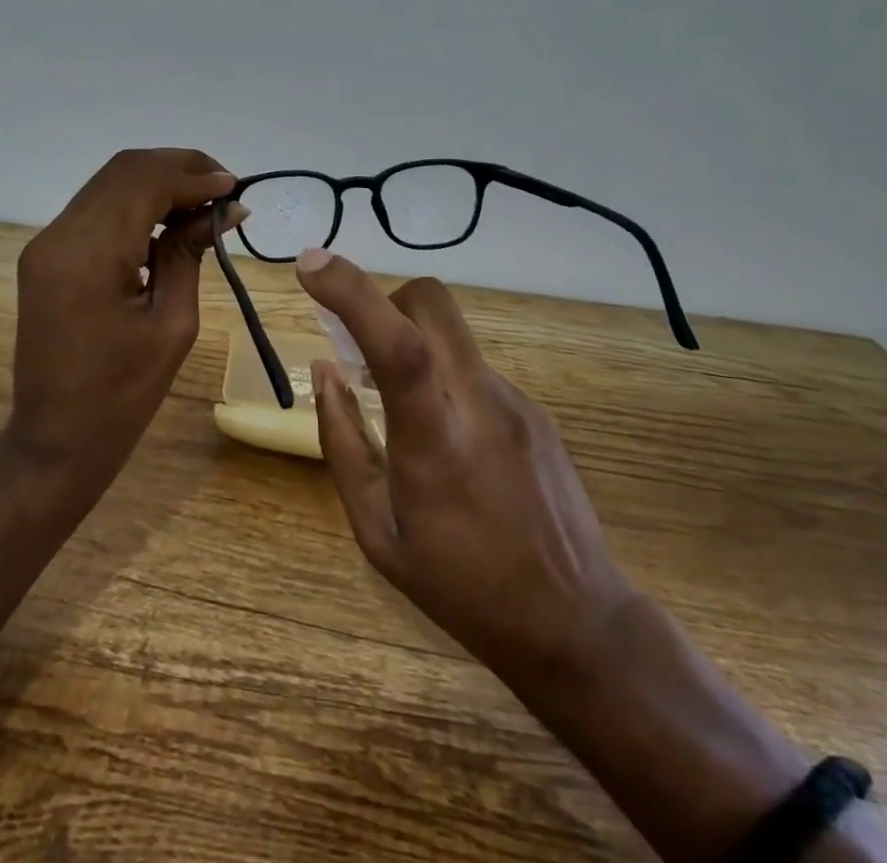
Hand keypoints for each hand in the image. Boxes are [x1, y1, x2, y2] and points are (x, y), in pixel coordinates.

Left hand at [7, 148, 239, 486]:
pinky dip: (136, 201)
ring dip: (158, 180)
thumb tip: (226, 208)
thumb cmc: (122, 396)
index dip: (194, 175)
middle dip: (178, 167)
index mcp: (89, 256)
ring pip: (109, 182)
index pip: (144, 183)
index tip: (236, 188)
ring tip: (204, 199)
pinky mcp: (46, 253)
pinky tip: (169, 216)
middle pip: (124, 170)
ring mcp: (46, 242)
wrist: (55, 440)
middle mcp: (59, 236)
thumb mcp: (172, 324)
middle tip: (224, 188)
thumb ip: (190, 253)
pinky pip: (97, 207)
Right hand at [296, 248, 635, 690]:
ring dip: (413, 344)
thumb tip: (322, 371)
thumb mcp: (377, 531)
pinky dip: (444, 377)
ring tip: (400, 406)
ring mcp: (516, 402)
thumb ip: (343, 442)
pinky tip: (449, 438)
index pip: (397, 343)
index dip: (352, 292)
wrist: (576, 622)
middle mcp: (481, 404)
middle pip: (432, 303)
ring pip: (452, 334)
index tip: (309, 264)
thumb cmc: (460, 586)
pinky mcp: (535, 409)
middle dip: (386, 300)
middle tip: (363, 345)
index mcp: (435, 441)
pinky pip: (473, 368)